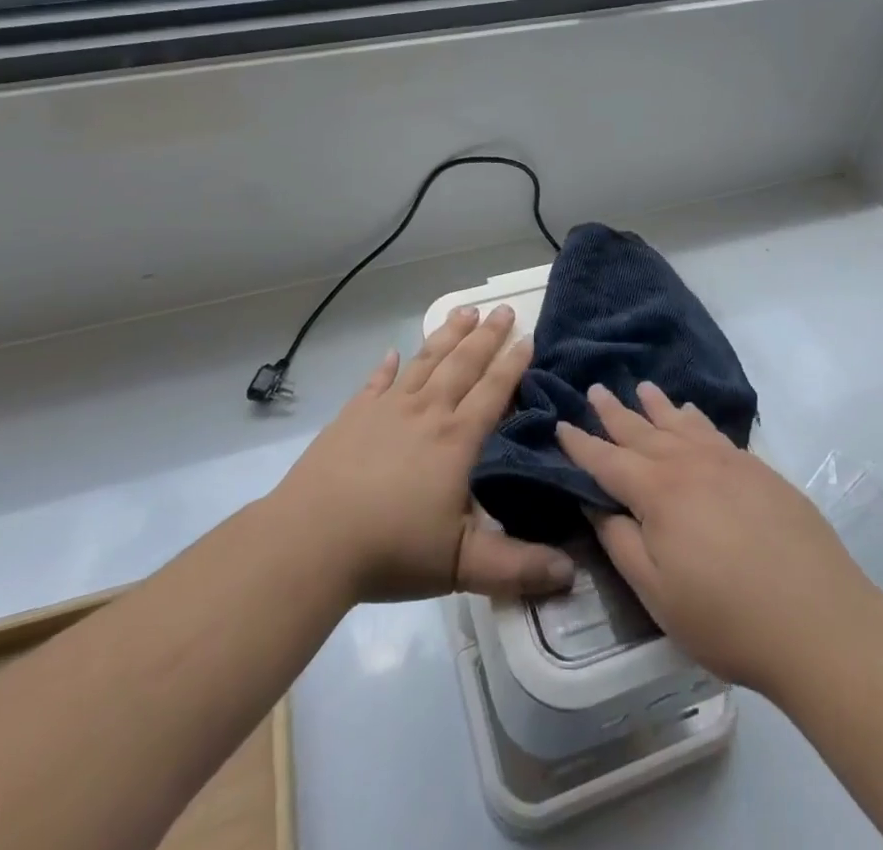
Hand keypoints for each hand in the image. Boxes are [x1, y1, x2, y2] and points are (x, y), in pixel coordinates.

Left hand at [272, 305, 576, 605]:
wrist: (311, 539)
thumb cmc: (391, 549)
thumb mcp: (461, 565)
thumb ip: (517, 567)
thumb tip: (572, 573)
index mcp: (456, 440)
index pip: (493, 391)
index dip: (513, 364)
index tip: (528, 337)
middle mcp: (426, 412)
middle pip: (462, 364)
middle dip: (487, 336)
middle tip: (504, 309)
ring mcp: (386, 409)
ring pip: (425, 361)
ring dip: (447, 335)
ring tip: (465, 311)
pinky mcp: (353, 415)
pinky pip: (377, 381)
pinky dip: (388, 365)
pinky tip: (393, 352)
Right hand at [557, 381, 871, 697]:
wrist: (820, 621)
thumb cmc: (727, 618)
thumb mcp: (657, 593)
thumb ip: (622, 543)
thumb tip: (596, 504)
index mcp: (657, 493)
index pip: (608, 461)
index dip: (581, 444)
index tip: (561, 423)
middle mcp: (689, 464)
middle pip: (642, 431)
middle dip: (615, 412)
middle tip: (595, 389)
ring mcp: (728, 463)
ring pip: (681, 424)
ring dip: (657, 406)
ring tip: (642, 389)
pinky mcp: (759, 470)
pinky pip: (715, 432)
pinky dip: (696, 419)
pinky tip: (692, 414)